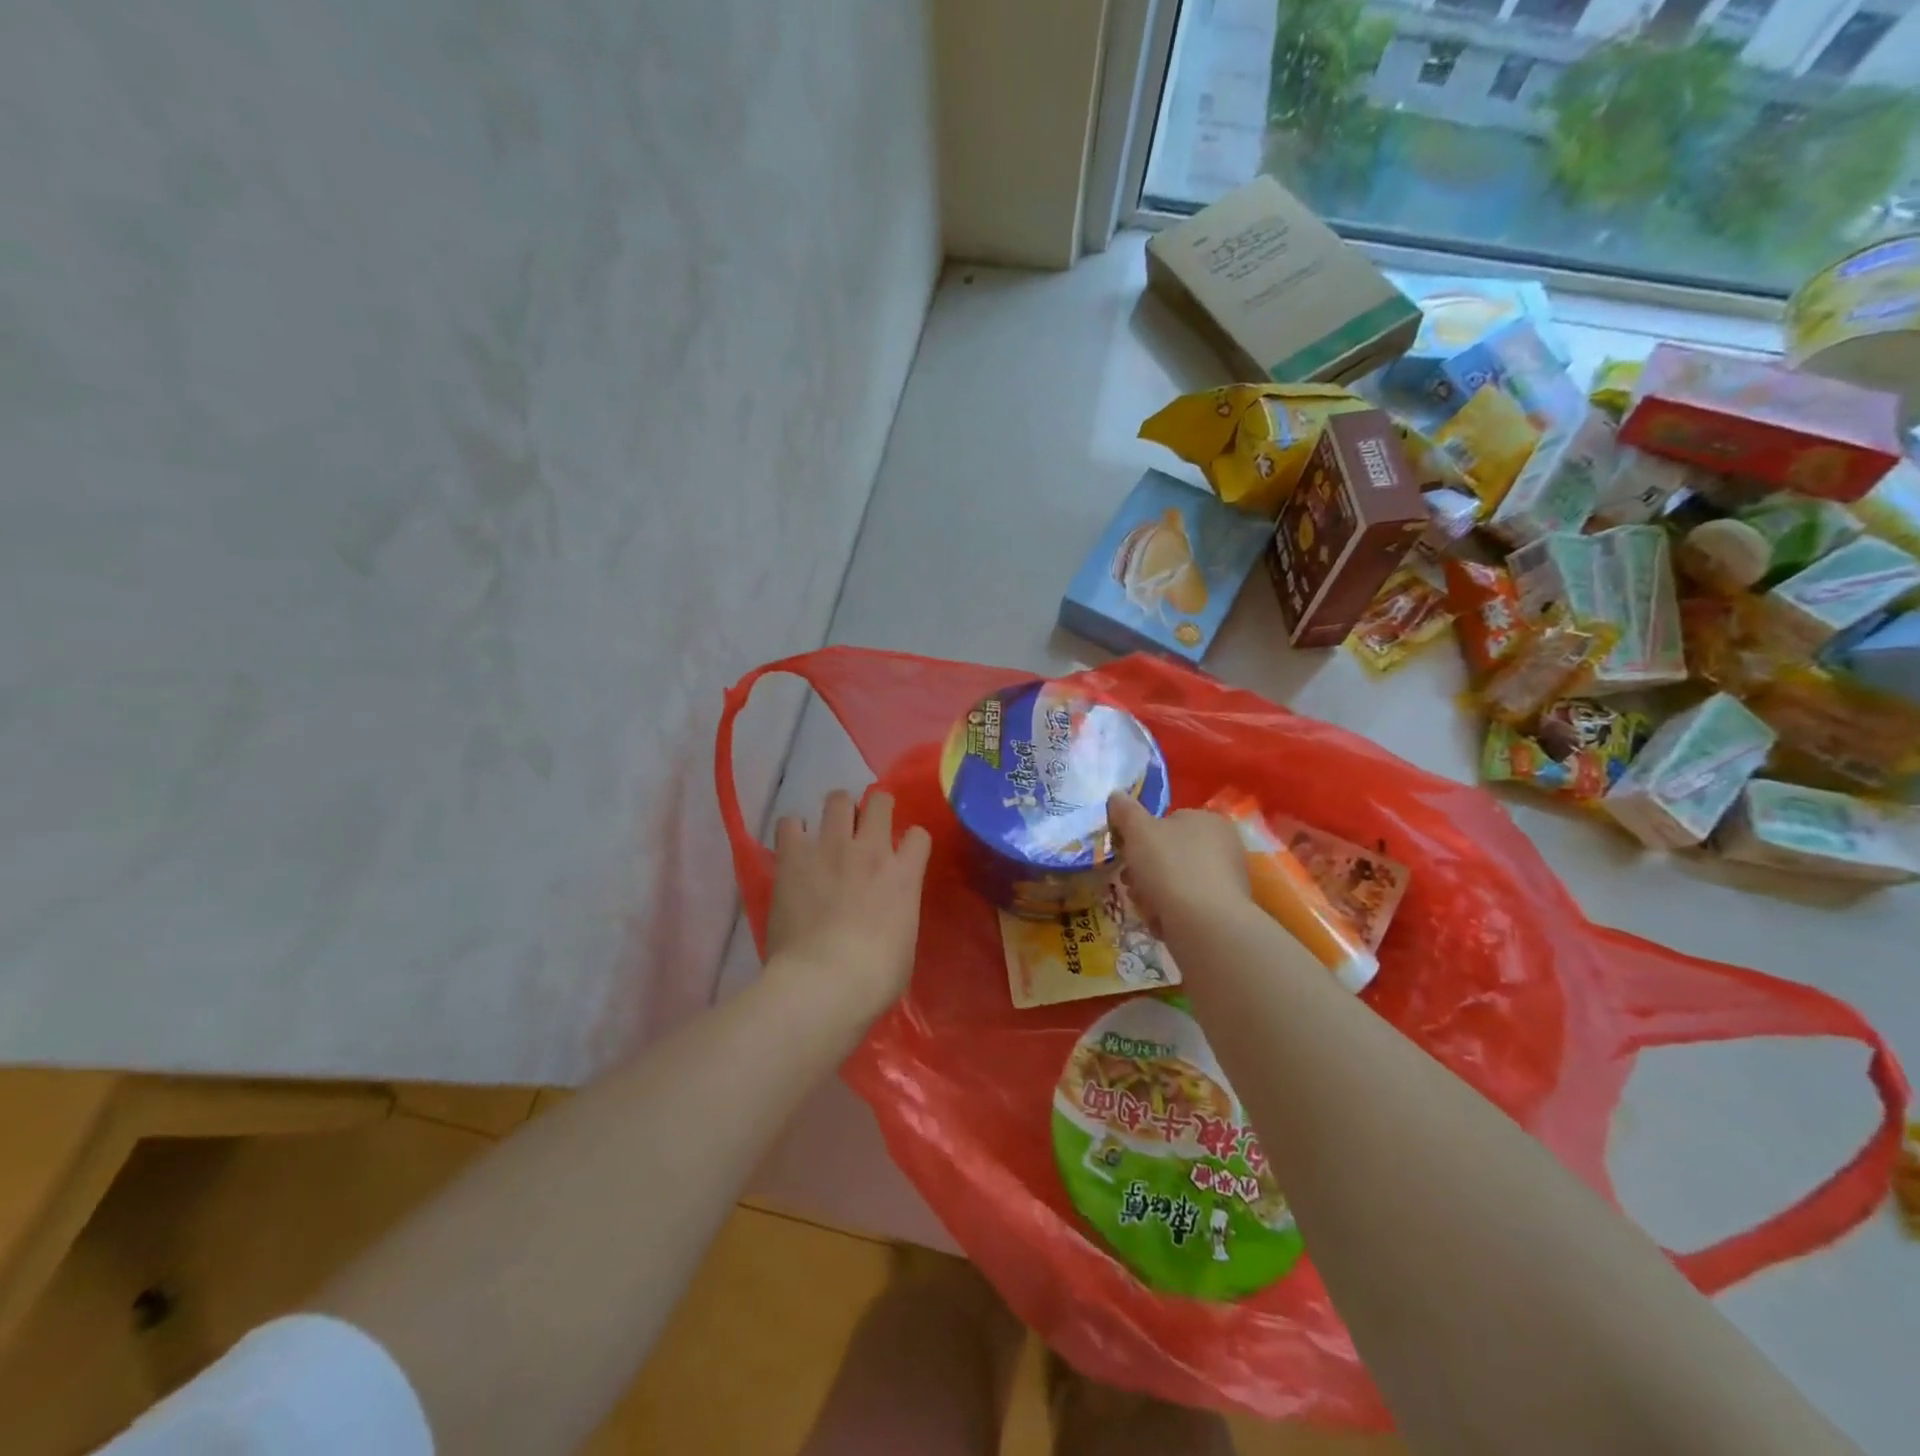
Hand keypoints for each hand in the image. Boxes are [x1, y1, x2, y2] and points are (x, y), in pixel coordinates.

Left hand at [765, 789, 931, 1022]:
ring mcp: (831, 848)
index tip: (902, 853)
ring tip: (829, 830)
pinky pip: (791, 822)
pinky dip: (794, 830)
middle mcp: (871, 850)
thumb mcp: (904, 943)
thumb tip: (887, 910)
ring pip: (838, 799)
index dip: (910, 841)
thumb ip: (899, 912)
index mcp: (904, 875)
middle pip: (879, 801)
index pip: (918, 835)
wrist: (824, 982)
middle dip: (875, 807)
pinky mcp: (794, 857)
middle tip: (865, 827)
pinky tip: (794, 847)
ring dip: (836, 811)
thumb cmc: (874, 977)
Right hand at [1106, 793, 1250, 938]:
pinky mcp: (1223, 911)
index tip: (1126, 851)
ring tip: (1143, 904)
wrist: (1204, 924)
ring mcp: (1227, 880)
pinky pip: (1187, 906)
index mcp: (1209, 820)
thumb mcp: (1138, 830)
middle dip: (1144, 868)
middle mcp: (1224, 846)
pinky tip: (1160, 920)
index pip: (1169, 820)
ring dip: (1152, 892)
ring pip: (1175, 881)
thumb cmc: (1171, 867)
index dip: (1142, 835)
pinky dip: (1170, 912)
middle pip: (1170, 853)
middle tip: (1128, 881)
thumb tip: (1116, 794)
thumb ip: (1125, 811)